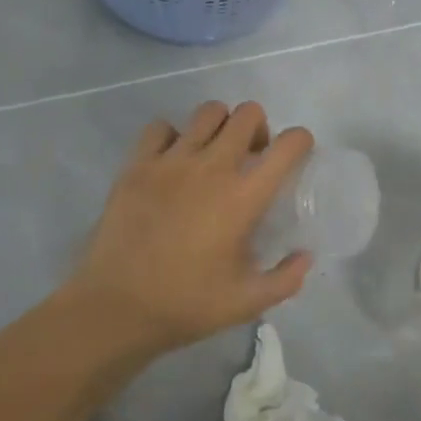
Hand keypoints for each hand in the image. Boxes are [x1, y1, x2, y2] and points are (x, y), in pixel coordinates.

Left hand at [66, 101, 314, 359]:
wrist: (115, 308)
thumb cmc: (186, 305)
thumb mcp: (248, 302)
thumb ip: (286, 279)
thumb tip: (305, 256)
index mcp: (244, 196)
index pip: (288, 145)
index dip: (301, 141)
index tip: (296, 156)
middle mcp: (212, 167)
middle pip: (248, 114)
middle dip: (259, 129)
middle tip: (251, 157)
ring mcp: (171, 161)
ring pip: (208, 112)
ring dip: (220, 126)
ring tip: (213, 154)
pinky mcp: (137, 165)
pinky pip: (161, 127)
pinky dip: (173, 136)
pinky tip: (172, 162)